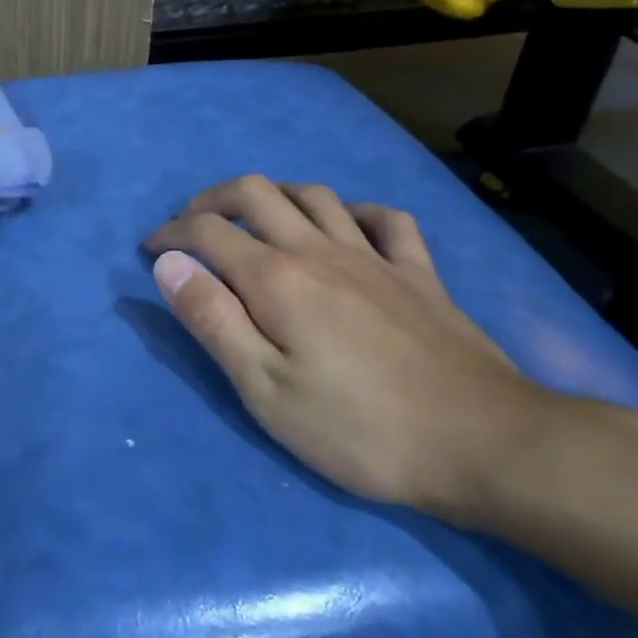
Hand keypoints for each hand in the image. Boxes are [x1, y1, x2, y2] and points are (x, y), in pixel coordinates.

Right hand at [146, 176, 562, 523]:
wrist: (486, 444)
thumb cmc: (360, 428)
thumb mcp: (265, 389)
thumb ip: (212, 319)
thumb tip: (168, 264)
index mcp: (276, 277)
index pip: (206, 231)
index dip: (171, 234)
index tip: (151, 253)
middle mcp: (319, 249)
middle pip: (256, 192)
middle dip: (212, 199)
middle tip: (192, 226)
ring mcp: (374, 256)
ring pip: (315, 195)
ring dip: (274, 197)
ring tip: (257, 222)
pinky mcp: (419, 273)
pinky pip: (386, 219)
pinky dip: (355, 213)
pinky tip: (346, 229)